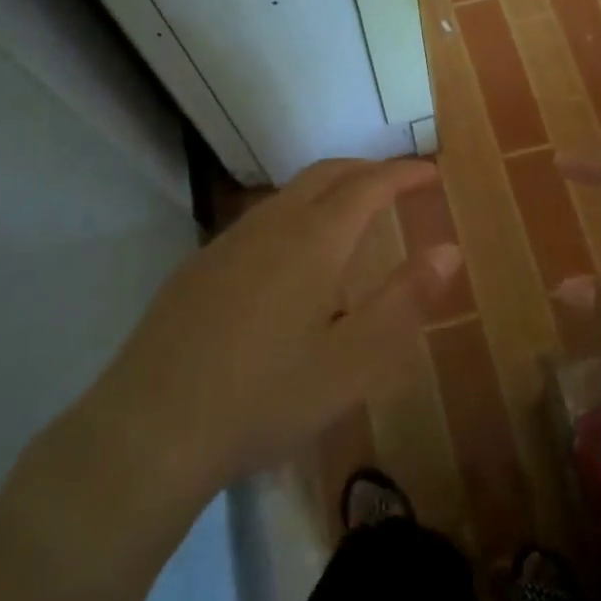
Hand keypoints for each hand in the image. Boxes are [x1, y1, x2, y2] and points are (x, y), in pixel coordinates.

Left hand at [102, 157, 461, 492]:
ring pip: (286, 195)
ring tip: (351, 215)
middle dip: (366, 169)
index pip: (367, 186)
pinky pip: (258, 222)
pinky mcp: (196, 269)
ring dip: (327, 190)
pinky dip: (293, 215)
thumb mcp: (354, 361)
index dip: (402, 174)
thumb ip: (406, 300)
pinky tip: (290, 259)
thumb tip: (449, 249)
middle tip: (397, 184)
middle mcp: (268, 227)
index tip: (430, 173)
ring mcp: (225, 244)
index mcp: (312, 241)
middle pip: (324, 174)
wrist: (150, 430)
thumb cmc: (266, 398)